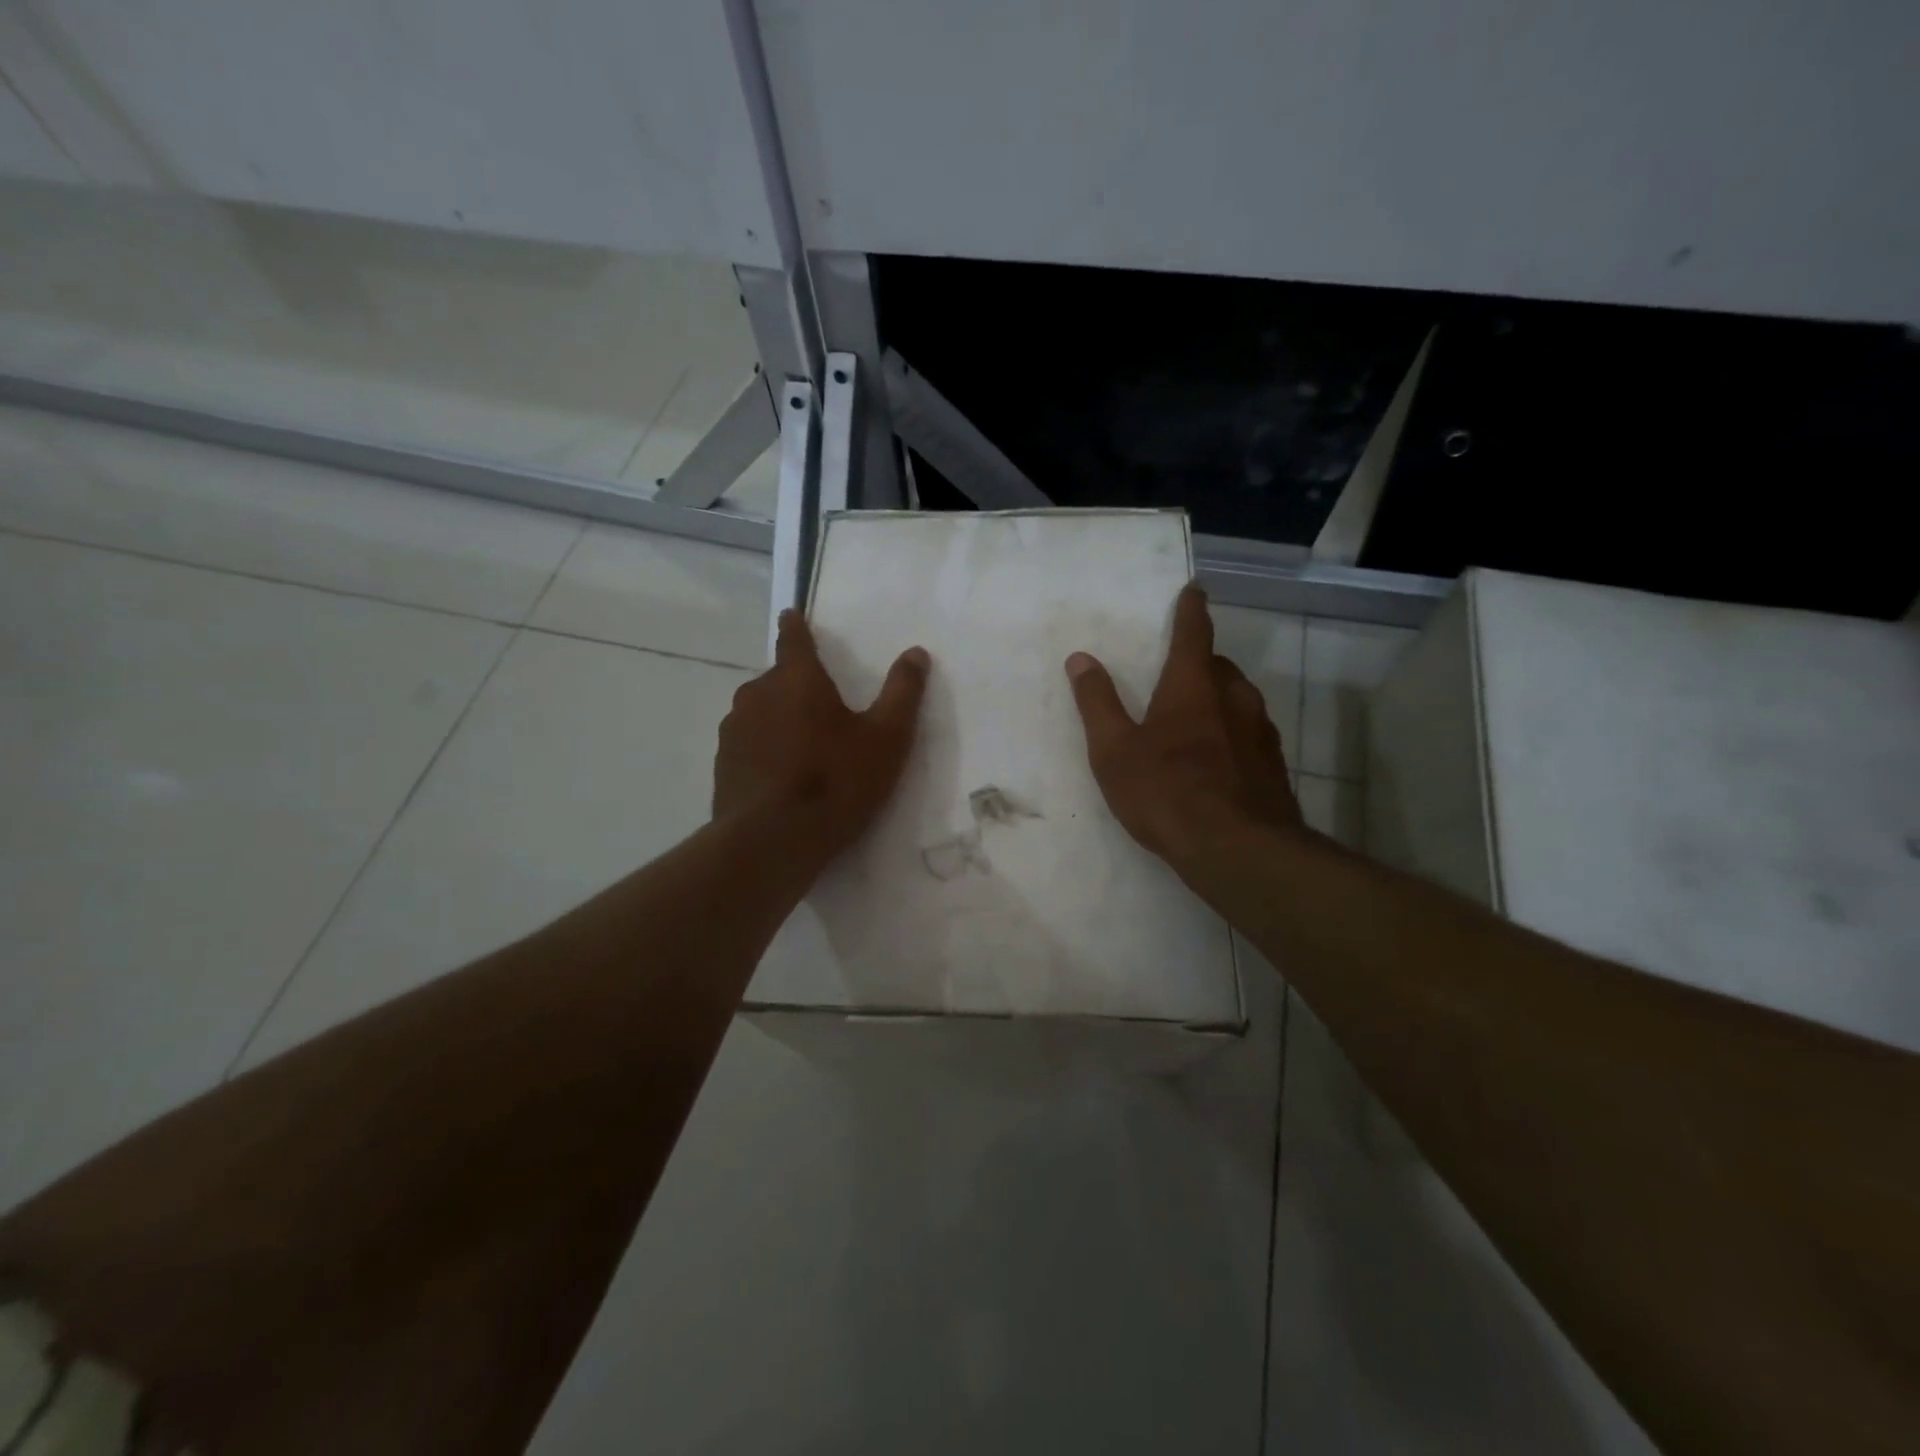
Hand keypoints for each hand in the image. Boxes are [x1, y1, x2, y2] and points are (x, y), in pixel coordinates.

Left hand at [713, 610, 929, 862]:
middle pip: (778, 679)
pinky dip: (764, 750)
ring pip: (760, 712)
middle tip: (822, 708)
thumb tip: (916, 652)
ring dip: (779, 720)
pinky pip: (748, 745)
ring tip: (804, 749)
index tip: (792, 615)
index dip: (796, 626)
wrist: (771, 841)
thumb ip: (903, 692)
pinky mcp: (723, 765)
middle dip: (797, 686)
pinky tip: (782, 779)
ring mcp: (734, 730)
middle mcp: (757, 694)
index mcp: (796, 679)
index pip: (793, 638)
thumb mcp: (886, 738)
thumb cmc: (836, 782)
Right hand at [1066, 584, 1300, 865]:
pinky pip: (1251, 734)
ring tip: (1196, 720)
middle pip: (1219, 666)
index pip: (1193, 633)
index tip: (1194, 590)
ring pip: (1239, 700)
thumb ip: (1097, 703)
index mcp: (1192, 686)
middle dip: (1201, 662)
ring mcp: (1260, 732)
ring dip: (1219, 698)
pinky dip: (1233, 734)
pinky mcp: (1274, 766)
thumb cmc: (1166, 792)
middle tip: (1179, 673)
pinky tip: (1218, 761)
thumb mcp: (1114, 750)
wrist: (1238, 850)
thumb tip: (1080, 658)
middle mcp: (1233, 698)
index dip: (1191, 610)